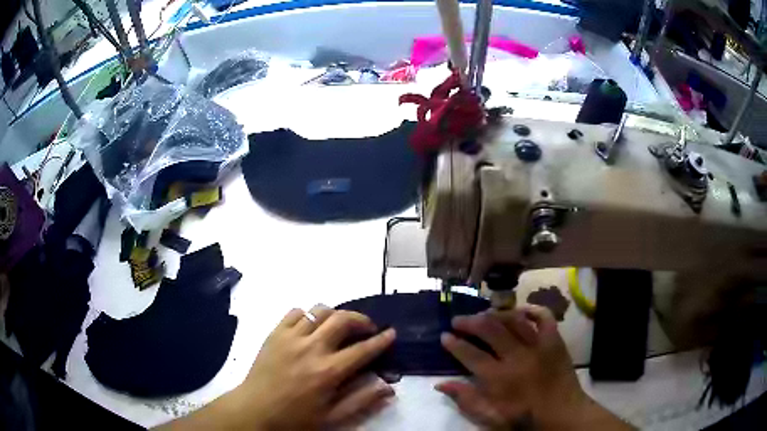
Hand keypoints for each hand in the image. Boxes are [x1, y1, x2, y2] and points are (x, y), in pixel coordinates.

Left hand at [231, 305, 395, 429]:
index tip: (391, 333)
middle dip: (361, 320)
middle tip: (367, 328)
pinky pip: (295, 312)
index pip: (363, 349)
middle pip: (342, 319)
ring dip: (335, 315)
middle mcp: (312, 348)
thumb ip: (362, 401)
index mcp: (328, 371)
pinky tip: (310, 328)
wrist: (255, 410)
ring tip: (339, 327)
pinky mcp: (275, 333)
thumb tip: (389, 387)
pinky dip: (308, 315)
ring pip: (319, 311)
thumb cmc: (296, 417)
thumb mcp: (332, 417)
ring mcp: (291, 337)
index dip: (381, 340)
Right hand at [437, 305, 631, 429]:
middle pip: (490, 330)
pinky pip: (544, 317)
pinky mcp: (555, 341)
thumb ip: (466, 400)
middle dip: (470, 322)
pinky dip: (532, 310)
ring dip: (495, 314)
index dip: (454, 343)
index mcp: (499, 379)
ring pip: (514, 320)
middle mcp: (517, 357)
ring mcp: (538, 346)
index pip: (470, 354)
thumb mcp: (490, 418)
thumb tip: (441, 384)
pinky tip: (520, 310)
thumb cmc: (524, 419)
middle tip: (458, 320)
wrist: (562, 414)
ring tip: (484, 314)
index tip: (444, 335)